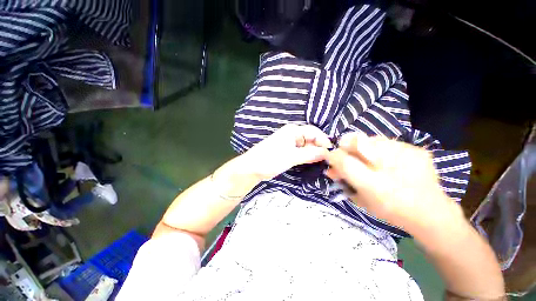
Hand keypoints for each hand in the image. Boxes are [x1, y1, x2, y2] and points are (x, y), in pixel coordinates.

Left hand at [241, 124, 331, 180]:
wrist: (252, 168)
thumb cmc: (271, 159)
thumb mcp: (292, 156)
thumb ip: (310, 154)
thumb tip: (327, 153)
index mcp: (293, 130)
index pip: (314, 131)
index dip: (323, 141)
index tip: (331, 153)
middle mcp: (292, 134)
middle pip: (311, 139)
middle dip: (319, 148)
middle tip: (328, 161)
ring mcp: (289, 143)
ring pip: (306, 146)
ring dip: (314, 153)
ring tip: (322, 163)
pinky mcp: (287, 151)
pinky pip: (301, 152)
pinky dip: (307, 156)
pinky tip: (312, 163)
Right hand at [325, 133, 461, 231]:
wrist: (431, 213)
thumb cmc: (391, 211)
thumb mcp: (361, 200)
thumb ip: (344, 182)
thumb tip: (330, 168)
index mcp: (374, 185)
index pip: (344, 161)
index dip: (333, 156)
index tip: (330, 156)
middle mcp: (389, 167)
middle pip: (357, 141)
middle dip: (345, 146)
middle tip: (346, 154)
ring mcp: (406, 154)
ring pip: (371, 139)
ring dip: (362, 147)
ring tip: (367, 158)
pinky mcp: (416, 150)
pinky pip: (388, 142)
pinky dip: (379, 148)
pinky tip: (385, 159)